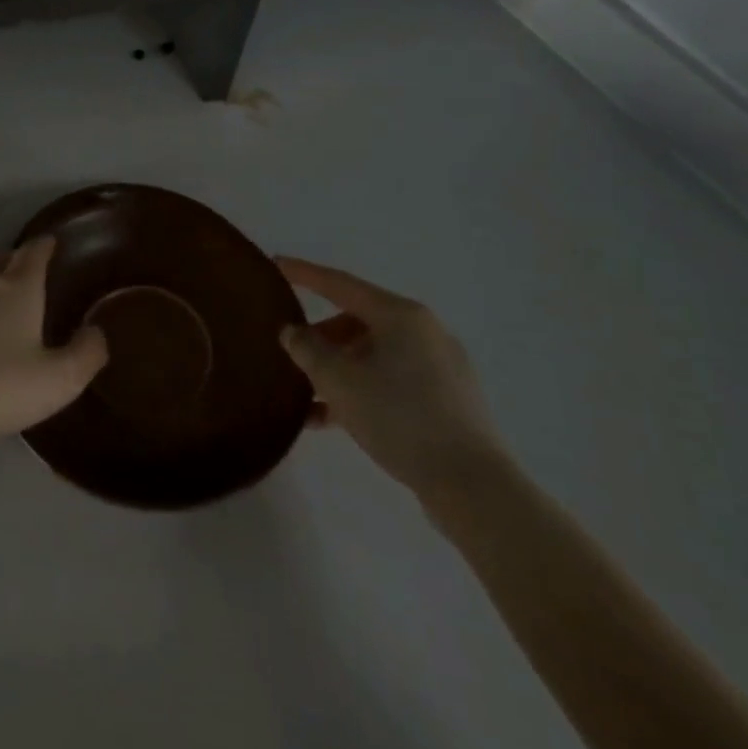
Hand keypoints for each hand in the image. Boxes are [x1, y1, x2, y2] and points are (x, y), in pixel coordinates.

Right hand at [275, 256, 507, 502]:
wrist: (471, 484)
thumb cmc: (399, 418)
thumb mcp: (339, 381)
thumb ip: (307, 350)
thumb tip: (293, 332)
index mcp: (401, 316)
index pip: (341, 284)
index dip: (305, 274)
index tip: (276, 264)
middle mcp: (424, 332)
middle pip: (357, 321)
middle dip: (320, 337)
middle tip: (290, 353)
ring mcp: (439, 366)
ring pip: (373, 354)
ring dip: (337, 369)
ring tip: (306, 396)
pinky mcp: (446, 399)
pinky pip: (390, 380)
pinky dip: (360, 390)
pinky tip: (331, 419)